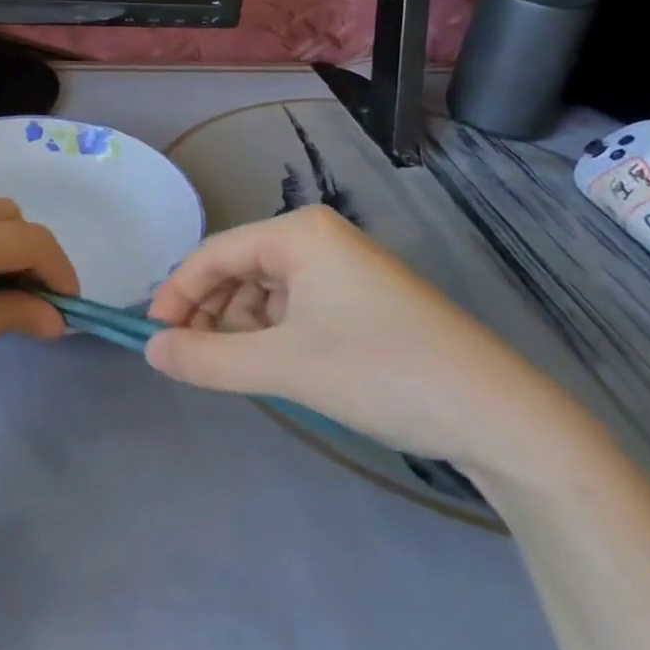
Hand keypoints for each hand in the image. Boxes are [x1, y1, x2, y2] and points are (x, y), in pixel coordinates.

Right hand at [145, 206, 581, 471]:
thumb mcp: (285, 367)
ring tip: (236, 369)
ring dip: (241, 327)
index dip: (178, 293)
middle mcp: (319, 239)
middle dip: (210, 312)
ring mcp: (344, 269)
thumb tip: (150, 352)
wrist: (499, 416)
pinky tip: (275, 367)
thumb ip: (208, 358)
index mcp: (299, 233)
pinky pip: (296, 307)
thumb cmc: (382, 372)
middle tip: (192, 359)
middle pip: (239, 268)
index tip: (153, 337)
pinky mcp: (362, 300)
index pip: (214, 253)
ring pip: (266, 291)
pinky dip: (273, 335)